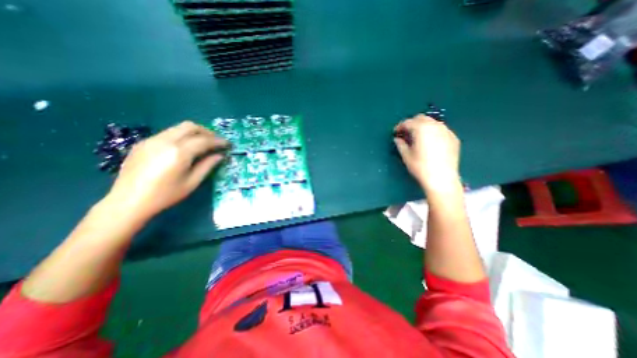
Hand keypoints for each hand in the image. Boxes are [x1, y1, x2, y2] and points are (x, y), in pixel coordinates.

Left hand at [107, 121, 228, 218]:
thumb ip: (207, 166)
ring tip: (203, 144)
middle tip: (216, 141)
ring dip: (194, 132)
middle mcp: (165, 141)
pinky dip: (181, 136)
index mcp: (179, 153)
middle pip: (190, 126)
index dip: (218, 141)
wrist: (127, 201)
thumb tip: (220, 155)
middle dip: (207, 132)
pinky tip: (184, 148)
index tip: (228, 144)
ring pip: (178, 127)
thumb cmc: (165, 195)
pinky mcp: (143, 143)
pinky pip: (168, 133)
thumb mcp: (192, 182)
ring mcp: (152, 140)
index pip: (204, 140)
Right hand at [397, 115, 460, 192]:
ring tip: (418, 137)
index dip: (400, 126)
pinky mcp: (453, 138)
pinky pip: (440, 130)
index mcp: (421, 129)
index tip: (395, 133)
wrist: (442, 178)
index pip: (408, 122)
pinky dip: (433, 132)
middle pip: (421, 118)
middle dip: (412, 123)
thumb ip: (400, 144)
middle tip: (406, 133)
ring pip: (432, 122)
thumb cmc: (420, 166)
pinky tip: (430, 142)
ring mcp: (446, 131)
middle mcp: (435, 126)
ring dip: (423, 126)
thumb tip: (397, 139)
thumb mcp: (406, 155)